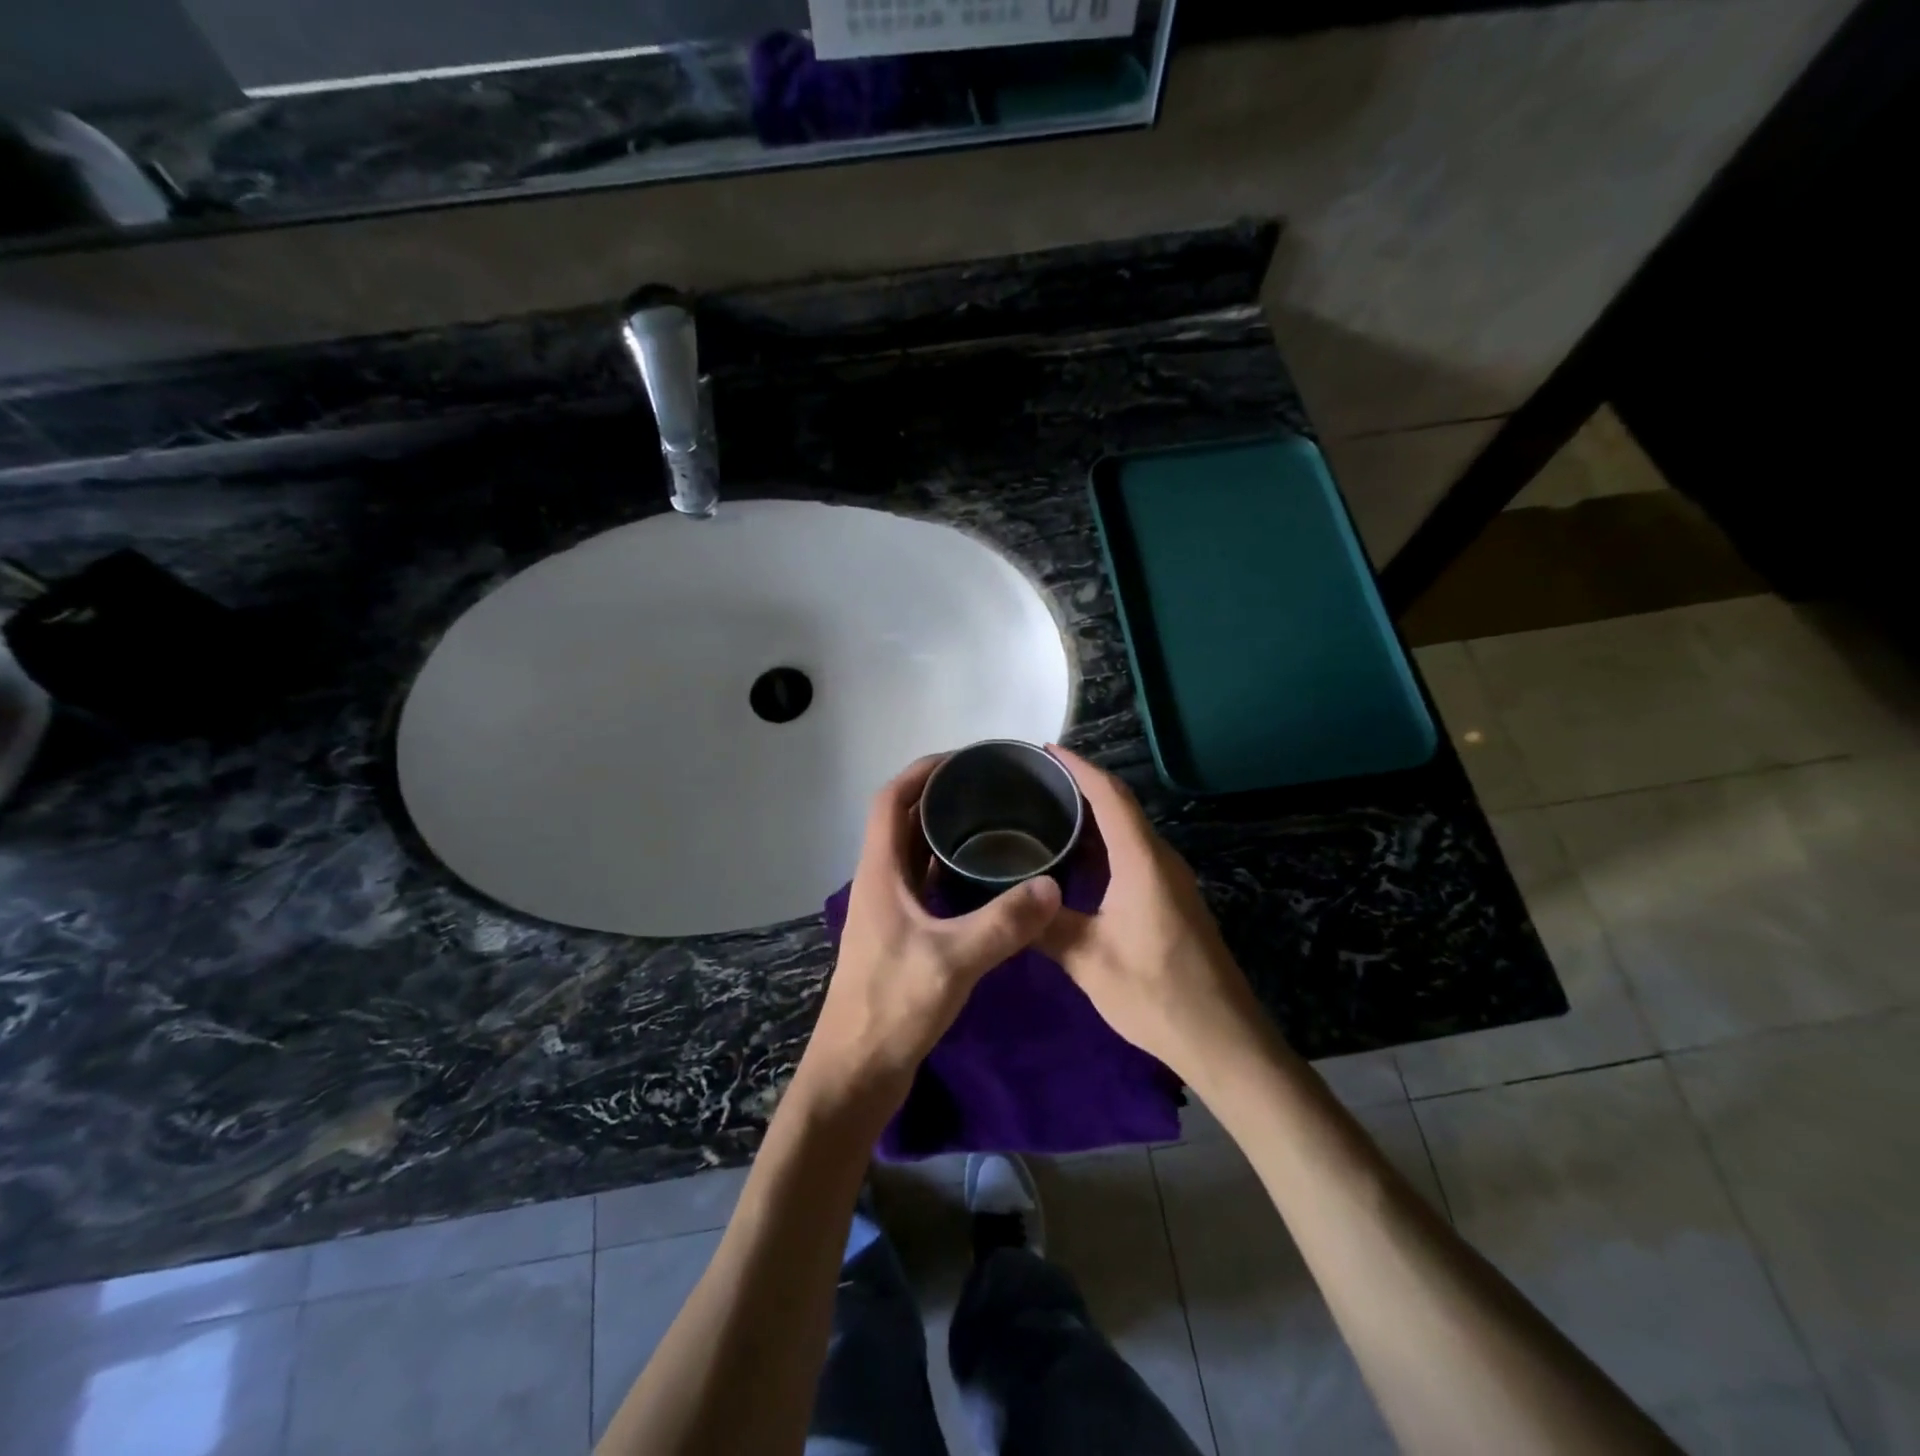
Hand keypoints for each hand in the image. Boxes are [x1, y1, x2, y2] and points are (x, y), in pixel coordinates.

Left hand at [793, 755, 1062, 1121]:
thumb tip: (1052, 886)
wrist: (857, 1072)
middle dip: (939, 798)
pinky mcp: (901, 936)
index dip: (920, 773)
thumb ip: (1003, 923)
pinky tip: (986, 879)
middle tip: (990, 789)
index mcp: (879, 873)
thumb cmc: (892, 1008)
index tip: (962, 760)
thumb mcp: (952, 961)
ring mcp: (889, 911)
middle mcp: (879, 882)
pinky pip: (926, 886)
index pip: (889, 801)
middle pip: (902, 822)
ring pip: (915, 855)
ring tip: (994, 823)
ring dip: (944, 834)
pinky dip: (950, 871)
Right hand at [1037, 746, 1271, 1083]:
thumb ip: (1046, 925)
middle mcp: (1160, 859)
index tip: (1044, 751)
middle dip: (1080, 787)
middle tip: (1033, 785)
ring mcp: (1170, 880)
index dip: (1078, 767)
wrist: (1223, 1039)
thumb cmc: (1156, 994)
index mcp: (1142, 861)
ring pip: (1127, 832)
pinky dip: (1103, 846)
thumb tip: (1009, 900)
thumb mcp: (1089, 961)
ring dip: (1091, 818)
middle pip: (1120, 806)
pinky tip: (1075, 864)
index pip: (1110, 795)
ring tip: (1046, 816)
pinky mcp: (1172, 900)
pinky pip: (1133, 855)